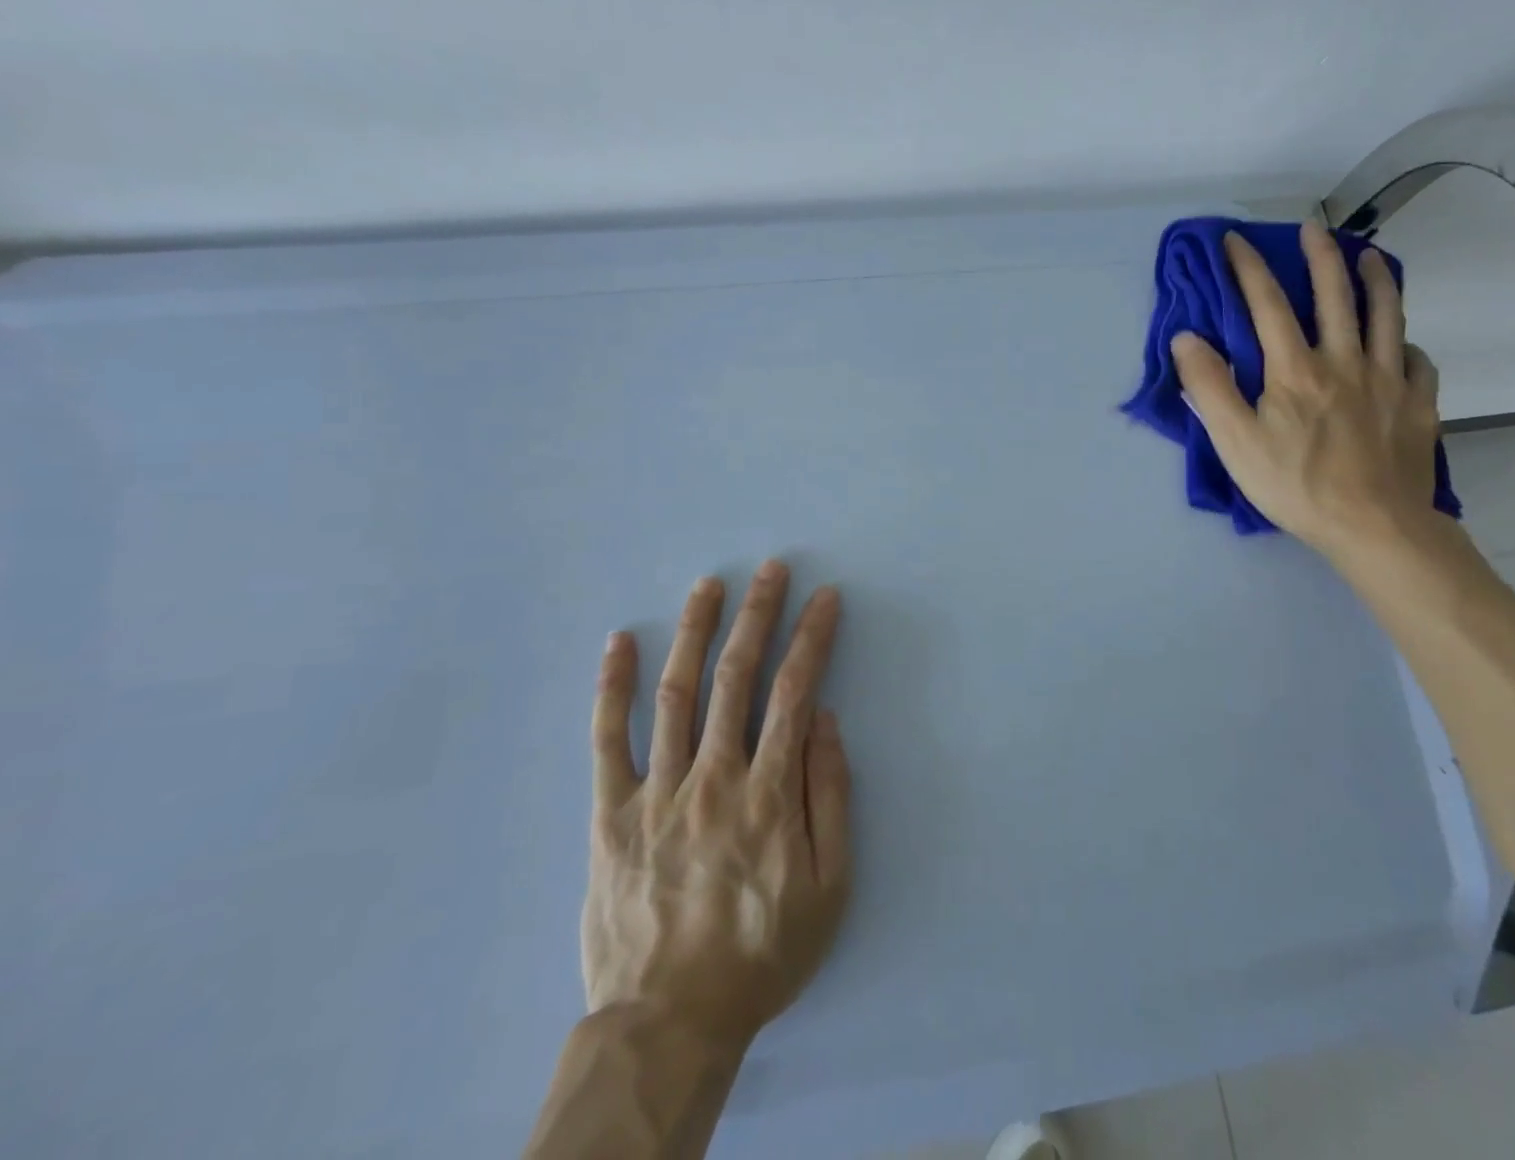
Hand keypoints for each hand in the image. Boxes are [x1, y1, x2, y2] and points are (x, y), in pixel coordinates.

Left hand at [583, 559, 851, 1052]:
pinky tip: (619, 642)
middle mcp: (713, 776)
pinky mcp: (610, 813)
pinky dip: (612, 687)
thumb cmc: (762, 953)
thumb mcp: (830, 885)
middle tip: (771, 569)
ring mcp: (656, 791)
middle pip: (736, 676)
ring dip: (695, 631)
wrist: (669, 1023)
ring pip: (676, 692)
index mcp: (768, 791)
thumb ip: (829, 795)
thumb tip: (822, 718)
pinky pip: (607, 740)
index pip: (794, 691)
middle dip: (758, 614)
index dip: (812, 637)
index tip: (825, 597)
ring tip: (709, 585)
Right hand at [1171, 223, 1442, 560]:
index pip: (1268, 305)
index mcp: (1295, 369)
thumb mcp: (1234, 441)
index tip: (1234, 239)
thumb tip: (1188, 337)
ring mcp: (1389, 381)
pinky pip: (1418, 362)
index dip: (1248, 268)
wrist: (1374, 527)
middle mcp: (1345, 362)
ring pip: (1387, 316)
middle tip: (1313, 228)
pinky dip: (1408, 345)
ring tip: (1371, 256)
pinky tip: (1402, 344)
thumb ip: (1209, 386)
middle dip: (1320, 256)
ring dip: (1377, 280)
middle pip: (1335, 296)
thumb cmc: (1295, 485)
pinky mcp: (1419, 406)